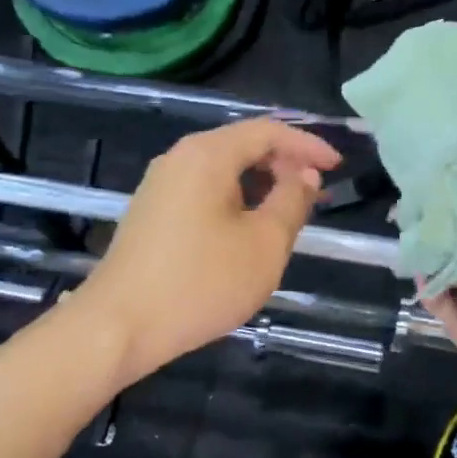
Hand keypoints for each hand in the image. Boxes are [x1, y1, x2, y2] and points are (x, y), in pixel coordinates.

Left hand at [83, 120, 340, 384]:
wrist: (119, 326)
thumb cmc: (200, 283)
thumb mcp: (264, 244)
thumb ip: (292, 201)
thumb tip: (304, 175)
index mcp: (207, 155)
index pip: (267, 131)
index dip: (307, 145)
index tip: (337, 167)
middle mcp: (179, 158)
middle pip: (241, 145)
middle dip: (284, 164)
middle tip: (316, 192)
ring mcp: (160, 186)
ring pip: (222, 170)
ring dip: (260, 184)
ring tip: (288, 212)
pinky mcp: (151, 213)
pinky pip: (203, 191)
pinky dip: (235, 200)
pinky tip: (248, 230)